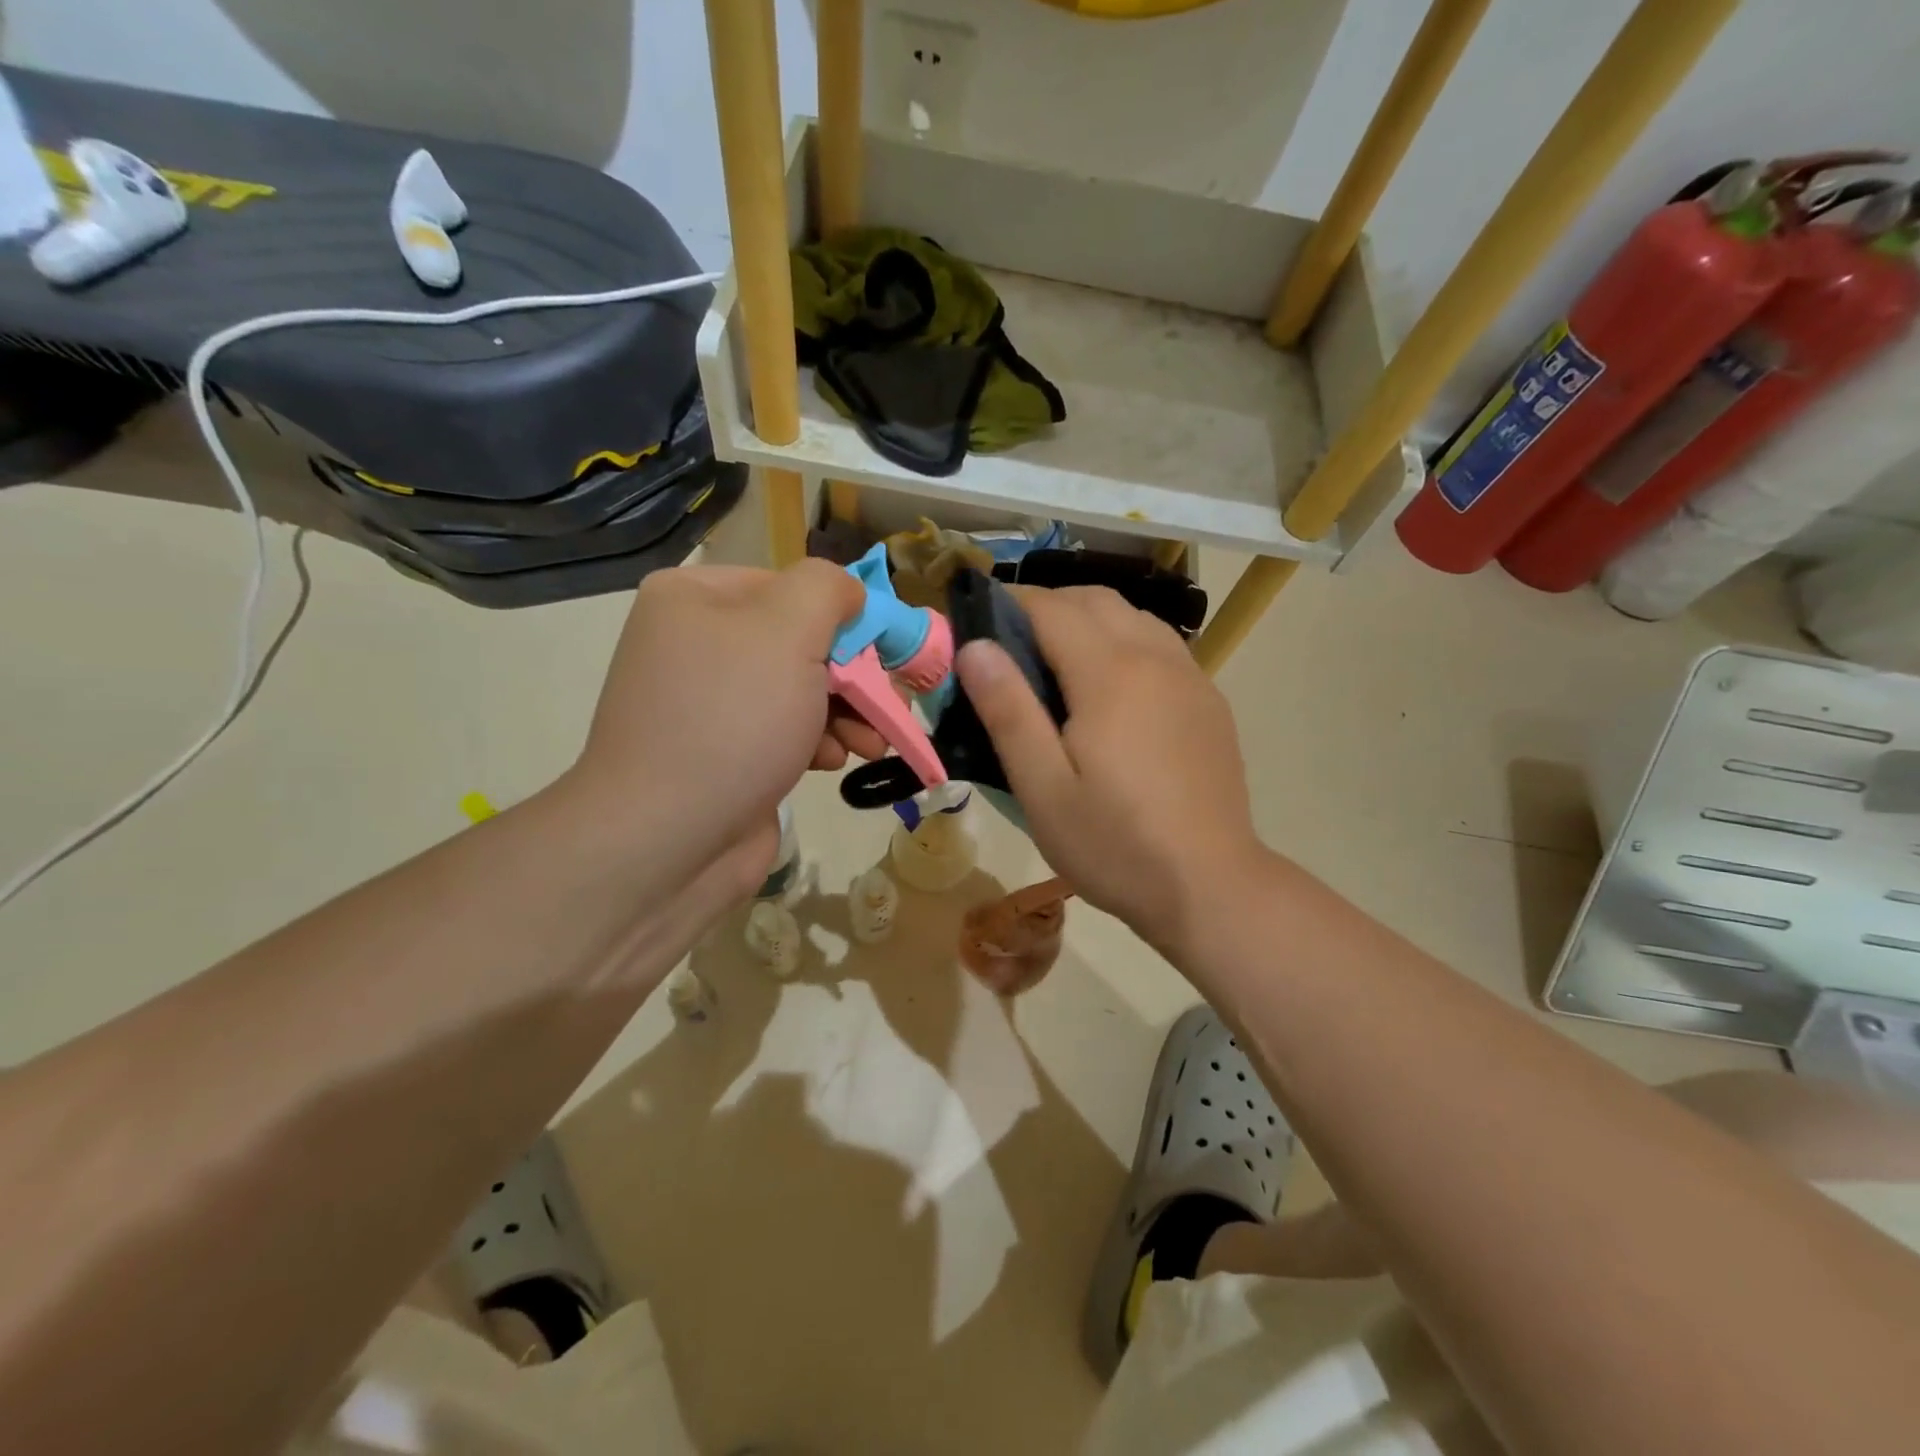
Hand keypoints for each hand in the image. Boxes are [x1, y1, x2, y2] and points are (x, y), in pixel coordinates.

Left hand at [567, 561, 880, 897]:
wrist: (667, 841)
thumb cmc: (731, 720)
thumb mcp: (787, 631)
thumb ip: (827, 590)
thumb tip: (849, 593)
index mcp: (695, 598)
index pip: (793, 588)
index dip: (846, 617)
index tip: (885, 654)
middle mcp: (697, 643)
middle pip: (802, 642)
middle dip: (854, 676)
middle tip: (888, 706)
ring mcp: (710, 702)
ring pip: (802, 690)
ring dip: (847, 714)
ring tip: (871, 743)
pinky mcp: (726, 752)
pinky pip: (787, 731)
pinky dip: (817, 743)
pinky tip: (831, 762)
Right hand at [954, 587, 1262, 954]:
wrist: (1210, 887)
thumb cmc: (1115, 844)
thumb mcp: (1043, 789)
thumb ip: (1008, 712)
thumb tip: (975, 647)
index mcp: (1110, 675)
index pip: (1053, 608)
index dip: (1011, 604)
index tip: (981, 622)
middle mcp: (1156, 659)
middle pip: (1097, 601)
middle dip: (1050, 606)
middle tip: (1014, 646)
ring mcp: (1192, 679)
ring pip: (1135, 619)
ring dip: (1091, 621)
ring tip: (1059, 665)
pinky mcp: (1210, 703)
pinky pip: (1162, 648)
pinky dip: (1126, 644)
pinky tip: (1113, 693)